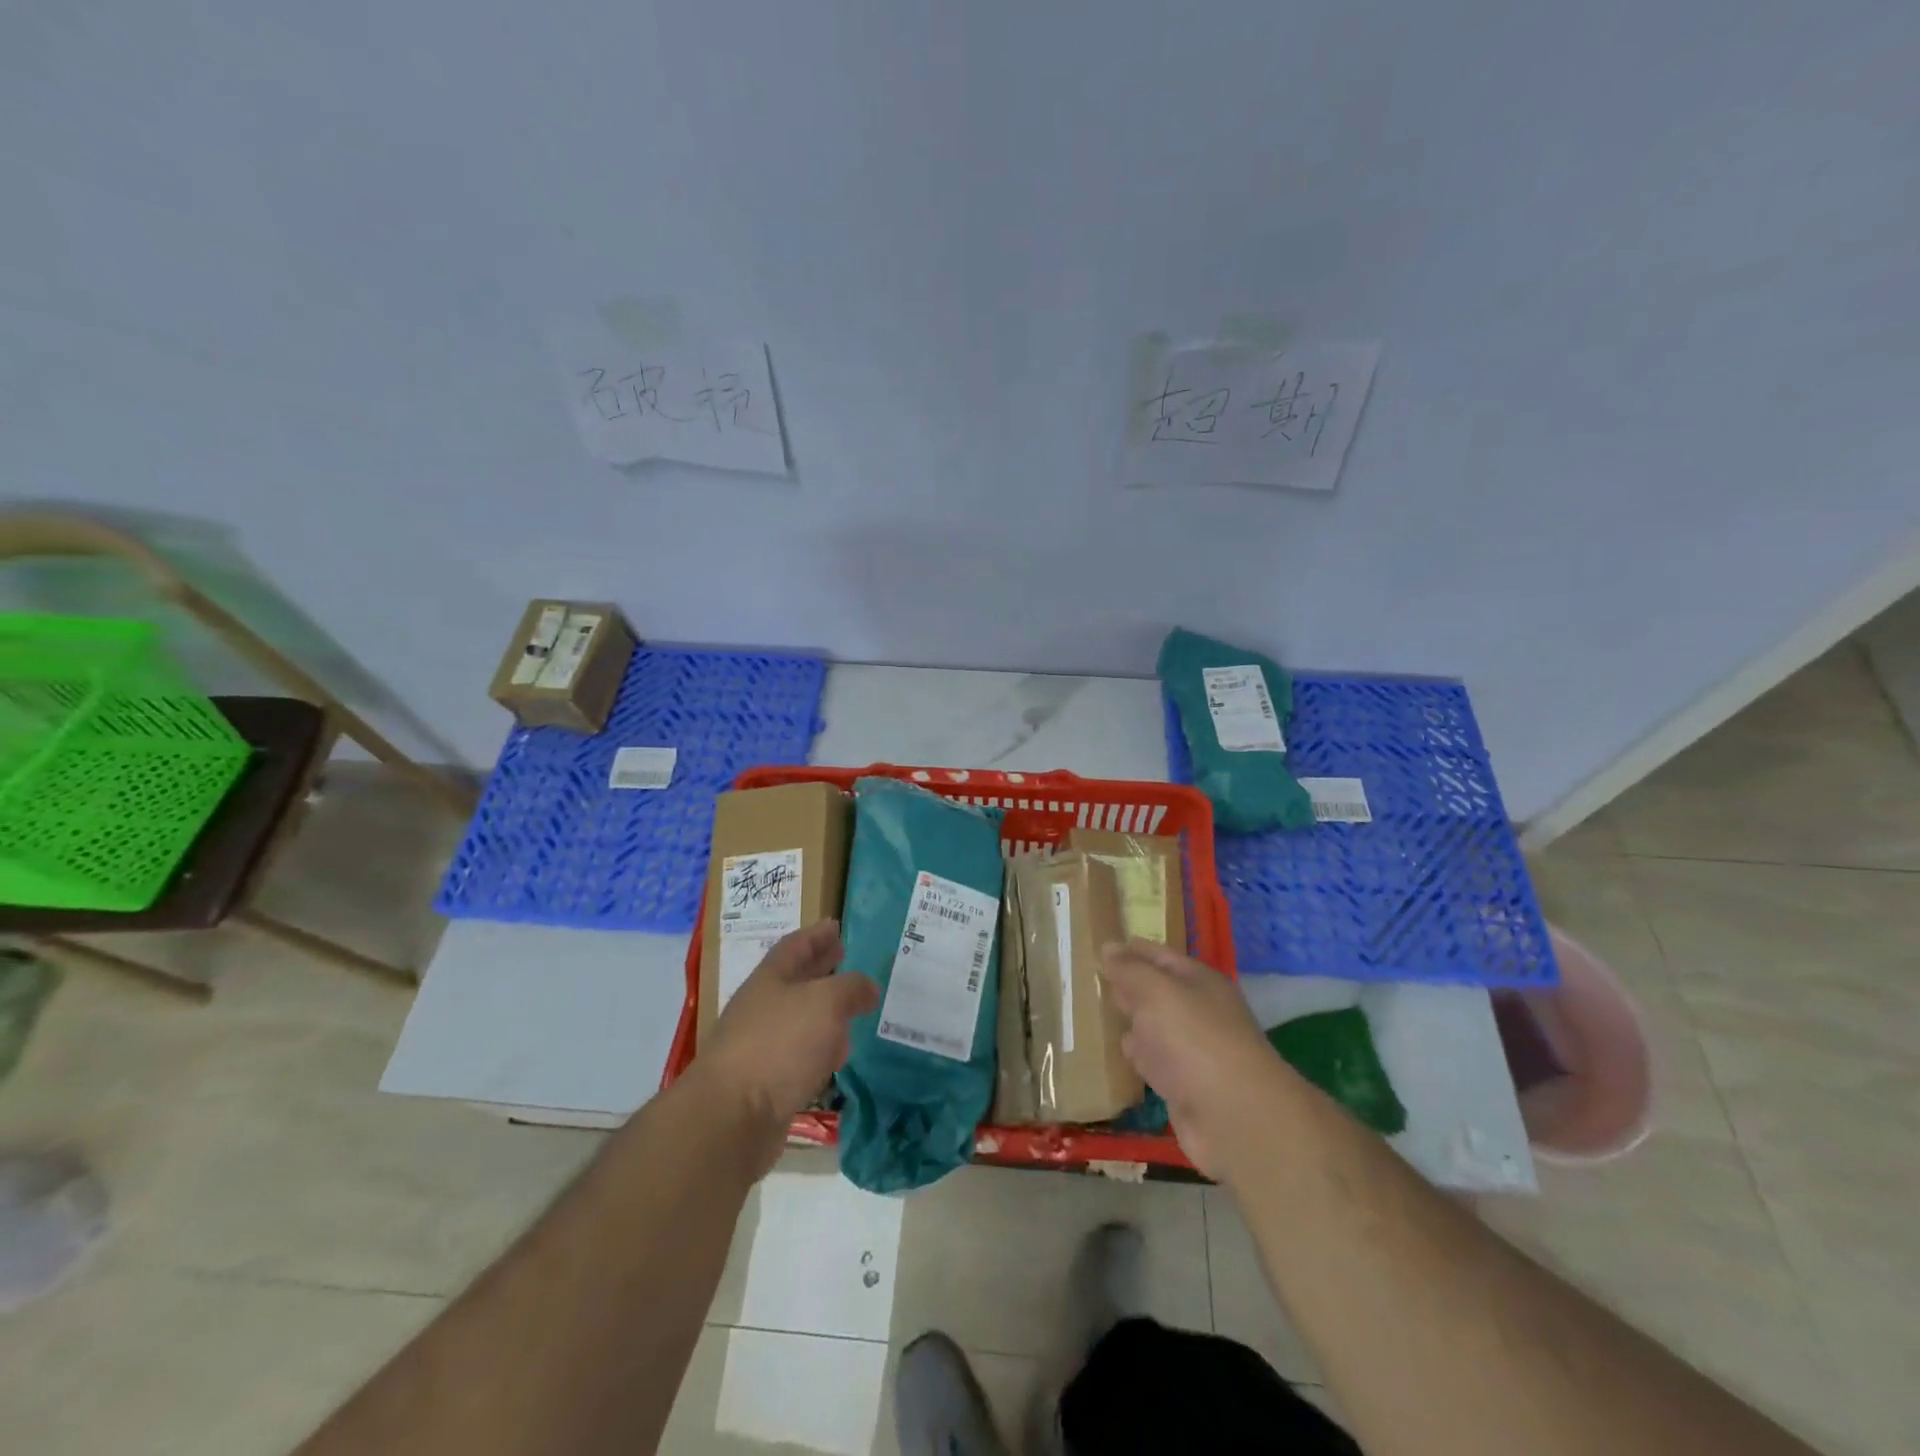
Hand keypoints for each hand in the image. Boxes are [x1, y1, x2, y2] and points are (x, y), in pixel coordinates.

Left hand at [695, 921, 879, 1175]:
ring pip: (799, 1019)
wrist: (731, 1118)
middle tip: (845, 958)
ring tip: (850, 1009)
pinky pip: (799, 1056)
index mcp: (771, 978)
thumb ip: (851, 988)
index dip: (817, 934)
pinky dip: (819, 1050)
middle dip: (821, 968)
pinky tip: (835, 1056)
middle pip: (795, 980)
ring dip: (824, 1013)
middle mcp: (763, 1007)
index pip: (795, 946)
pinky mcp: (765, 1083)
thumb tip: (868, 987)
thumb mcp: (826, 1003)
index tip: (836, 925)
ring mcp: (761, 1046)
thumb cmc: (780, 1044)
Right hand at [1099, 939, 1297, 1183]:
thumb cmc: (1194, 1039)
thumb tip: (1108, 947)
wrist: (1234, 1117)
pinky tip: (1118, 1053)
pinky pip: (1154, 1061)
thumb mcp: (1157, 991)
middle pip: (1158, 991)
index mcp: (1200, 982)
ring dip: (1131, 1020)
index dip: (1131, 950)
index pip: (1160, 956)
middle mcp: (1199, 1011)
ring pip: (1154, 1027)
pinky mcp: (1185, 1086)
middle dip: (1129, 984)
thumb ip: (1130, 970)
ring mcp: (1193, 1050)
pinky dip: (1138, 1056)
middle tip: (1091, 977)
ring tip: (1096, 1011)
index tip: (1099, 947)